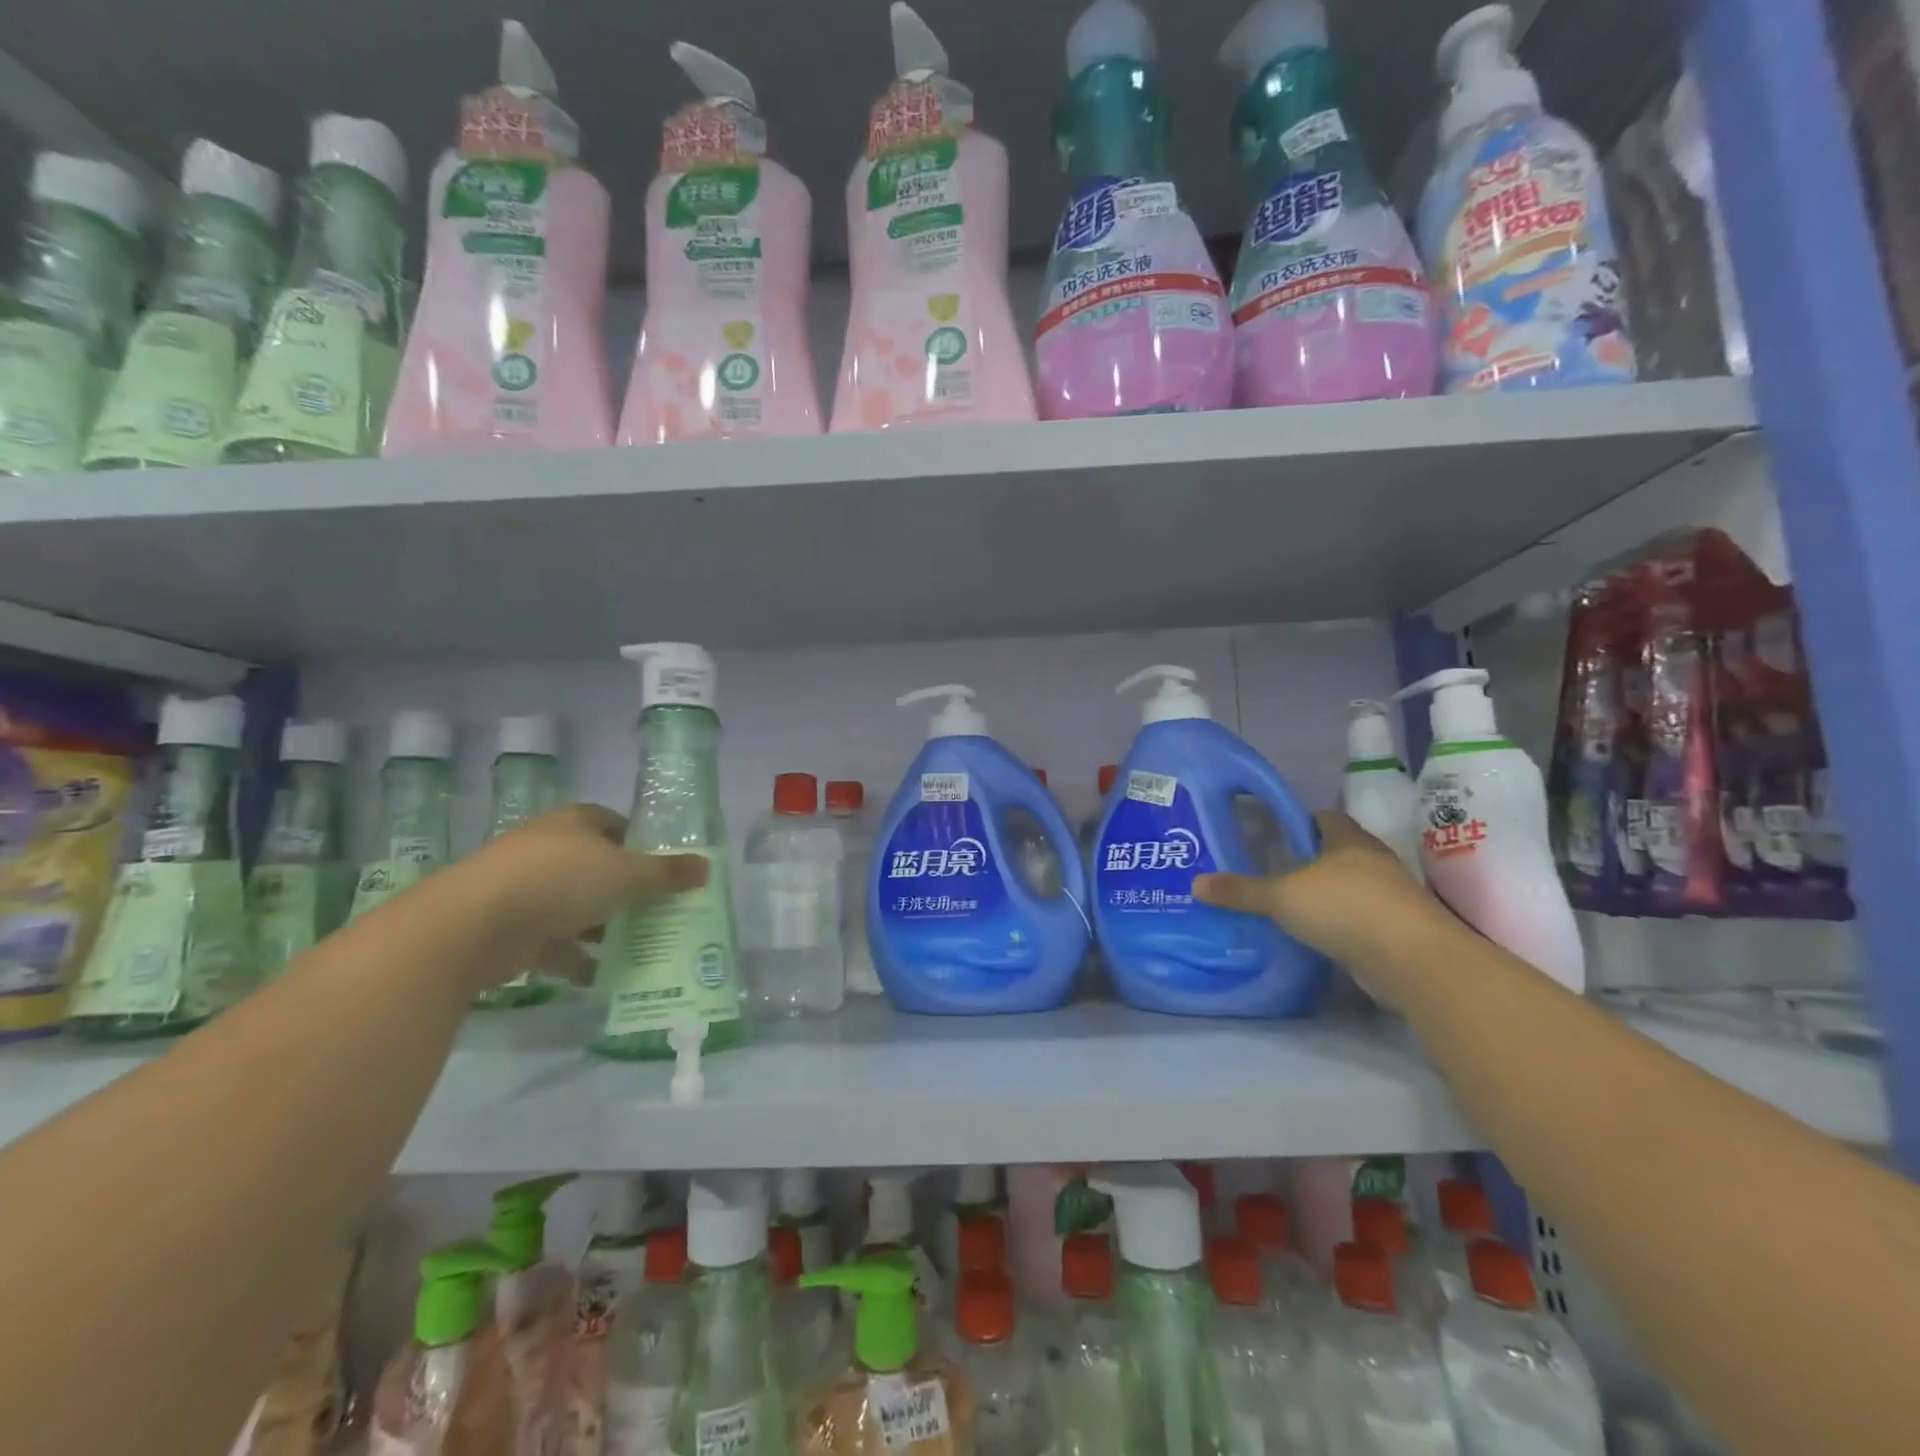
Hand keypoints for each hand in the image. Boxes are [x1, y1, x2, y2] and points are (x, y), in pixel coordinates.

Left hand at [459, 804, 709, 983]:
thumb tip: (707, 867)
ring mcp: (524, 891)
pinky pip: (554, 944)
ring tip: (640, 946)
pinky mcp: (510, 930)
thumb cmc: (559, 881)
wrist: (472, 926)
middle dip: (625, 890)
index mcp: (574, 824)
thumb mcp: (626, 874)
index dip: (639, 842)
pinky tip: (603, 977)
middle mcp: (548, 850)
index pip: (614, 824)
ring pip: (575, 907)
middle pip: (596, 867)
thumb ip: (667, 874)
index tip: (664, 868)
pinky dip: (577, 959)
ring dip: (602, 927)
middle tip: (660, 911)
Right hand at [1194, 812, 1443, 996]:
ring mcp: (1389, 898)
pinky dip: (1338, 925)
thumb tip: (1196, 884)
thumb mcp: (1281, 896)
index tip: (1271, 834)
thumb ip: (1241, 890)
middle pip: (1336, 853)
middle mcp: (1372, 862)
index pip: (1323, 818)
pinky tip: (1312, 935)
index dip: (1298, 822)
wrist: (1411, 961)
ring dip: (1324, 896)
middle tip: (1268, 871)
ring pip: (1348, 888)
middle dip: (1307, 861)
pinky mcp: (1395, 932)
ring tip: (1285, 905)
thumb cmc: (1345, 908)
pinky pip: (1357, 920)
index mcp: (1348, 840)